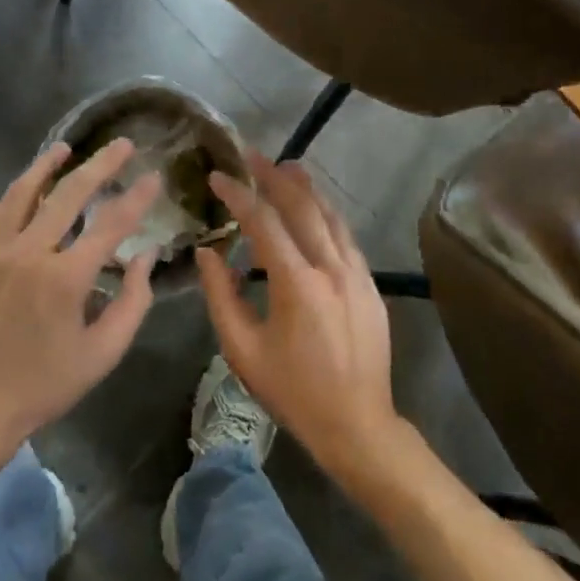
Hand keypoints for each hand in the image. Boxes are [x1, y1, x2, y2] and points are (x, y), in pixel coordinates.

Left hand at [0, 139, 162, 453]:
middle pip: (69, 193)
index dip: (137, 197)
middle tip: (121, 144)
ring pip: (22, 192)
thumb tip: (146, 255)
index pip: (111, 224)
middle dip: (100, 164)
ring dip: (46, 166)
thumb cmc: (44, 385)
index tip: (154, 176)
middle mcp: (28, 253)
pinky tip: (22, 192)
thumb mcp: (103, 354)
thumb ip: (133, 301)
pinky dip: (10, 198)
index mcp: (65, 279)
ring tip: (65, 149)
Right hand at [196, 152, 400, 475]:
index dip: (239, 195)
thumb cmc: (292, 391)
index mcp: (297, 284)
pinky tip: (316, 209)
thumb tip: (208, 253)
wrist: (357, 424)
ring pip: (331, 216)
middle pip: (303, 207)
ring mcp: (357, 274)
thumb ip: (221, 296)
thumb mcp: (243, 350)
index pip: (264, 222)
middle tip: (254, 156)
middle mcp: (332, 268)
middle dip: (276, 177)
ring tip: (288, 167)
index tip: (218, 176)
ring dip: (308, 189)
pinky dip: (327, 215)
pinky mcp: (371, 285)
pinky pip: (346, 237)